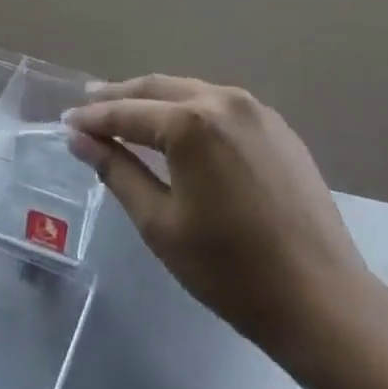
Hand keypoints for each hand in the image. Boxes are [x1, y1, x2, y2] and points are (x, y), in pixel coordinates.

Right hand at [66, 75, 385, 372]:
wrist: (321, 299)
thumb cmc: (230, 270)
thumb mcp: (160, 223)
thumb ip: (117, 172)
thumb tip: (80, 140)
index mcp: (191, 122)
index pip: (127, 112)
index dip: (93, 118)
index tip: (66, 122)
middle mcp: (223, 100)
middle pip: (158, 88)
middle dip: (120, 96)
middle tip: (89, 104)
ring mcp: (256, 110)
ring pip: (191, 91)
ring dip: (156, 99)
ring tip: (127, 110)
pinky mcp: (278, 126)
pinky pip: (221, 105)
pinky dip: (191, 108)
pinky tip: (178, 125)